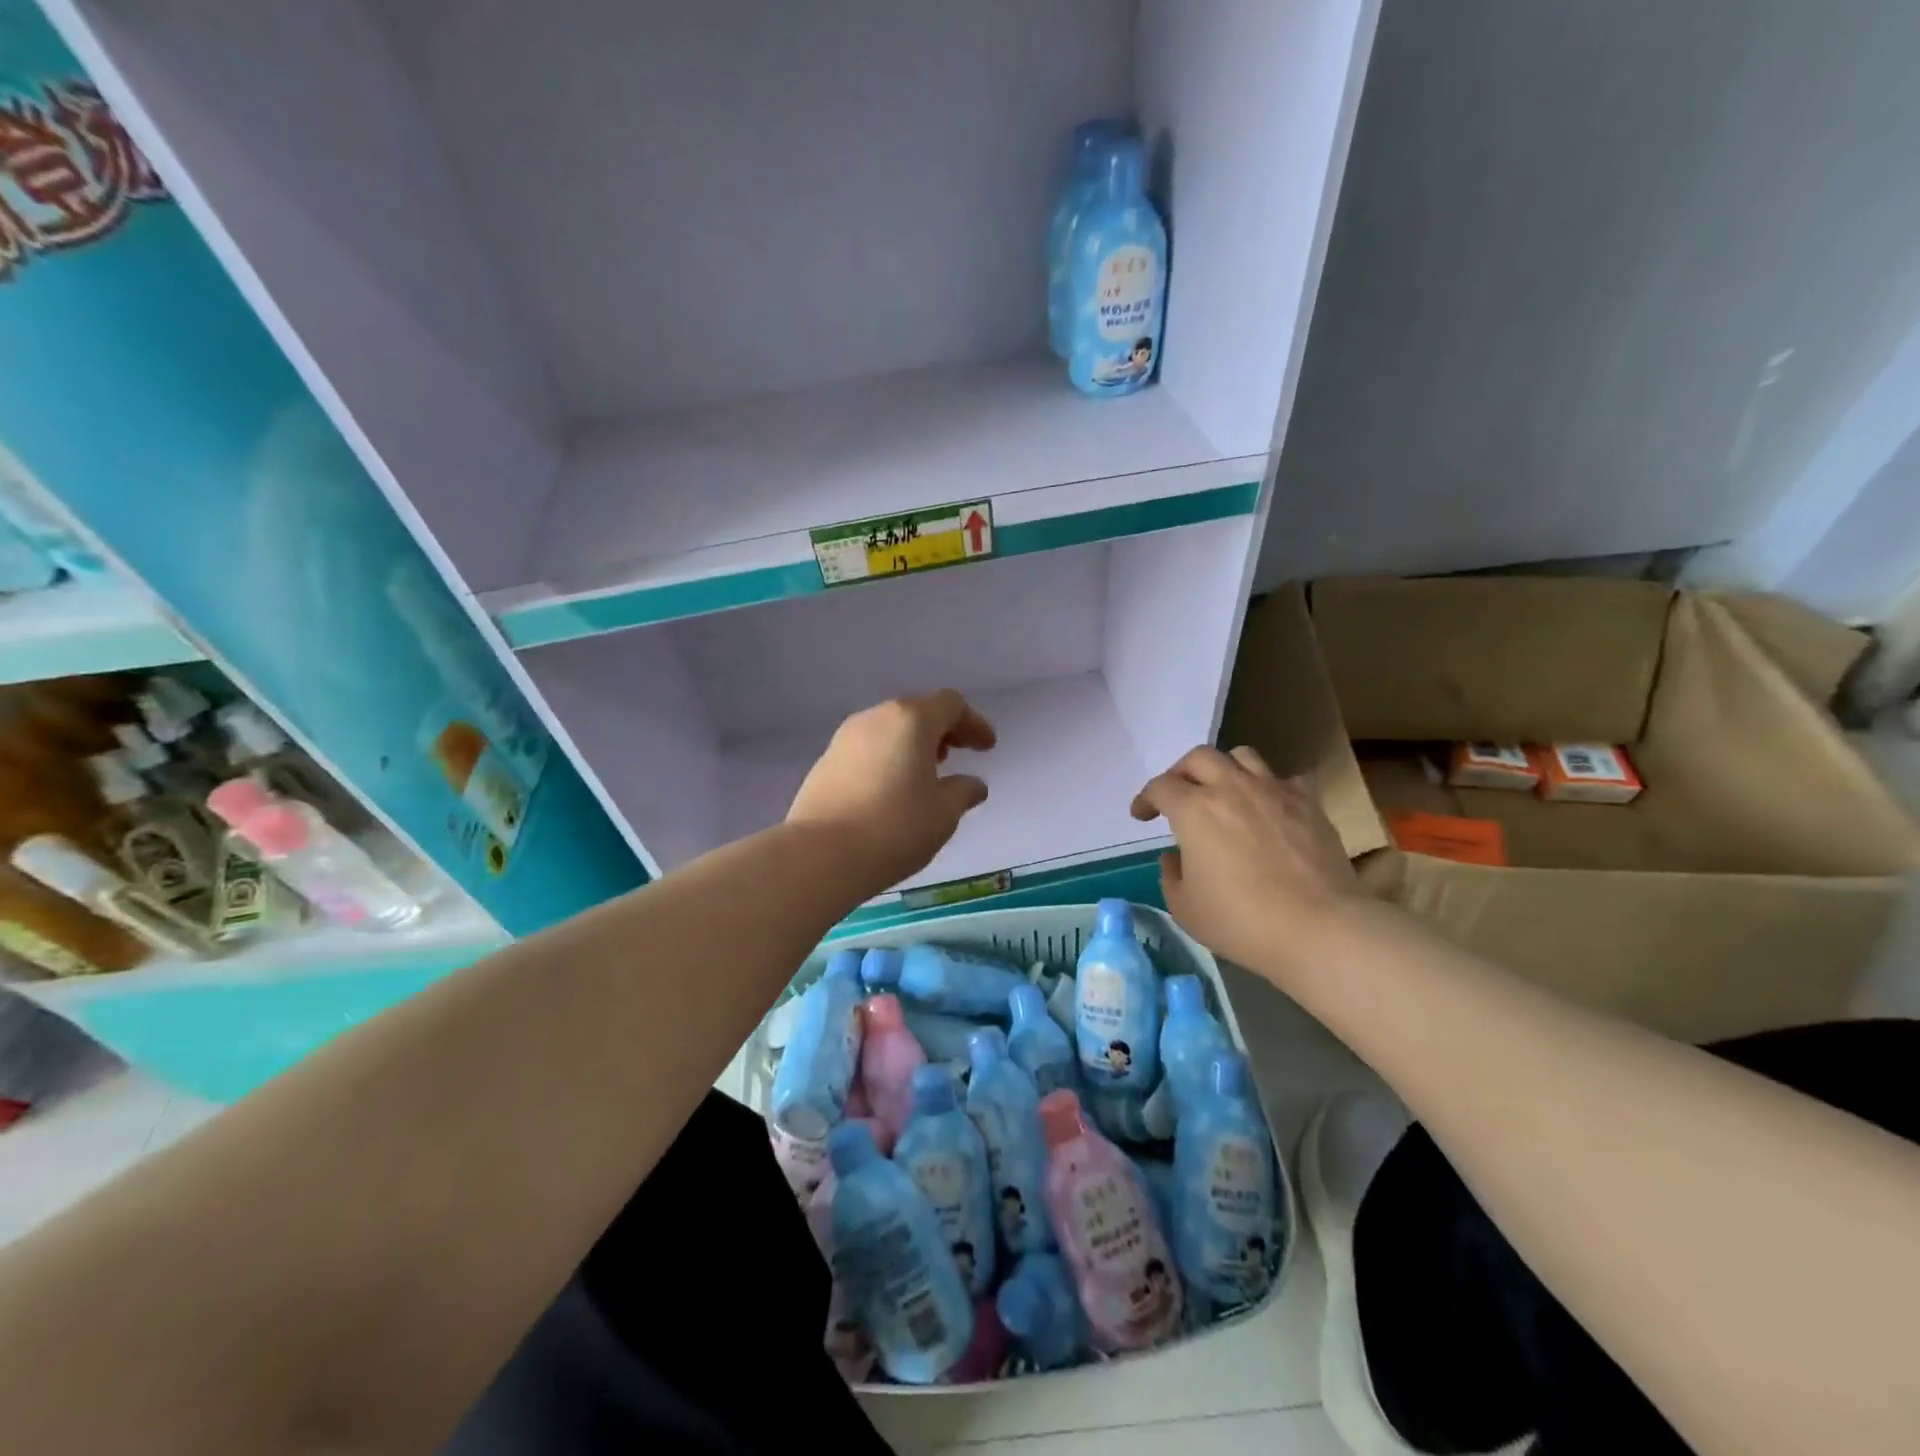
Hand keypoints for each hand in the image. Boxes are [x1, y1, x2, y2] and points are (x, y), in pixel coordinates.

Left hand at [788, 690, 996, 891]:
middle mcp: (876, 718)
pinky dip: (888, 758)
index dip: (973, 723)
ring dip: (912, 744)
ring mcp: (845, 738)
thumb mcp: (943, 814)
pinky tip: (892, 790)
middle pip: (917, 711)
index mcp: (911, 720)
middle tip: (958, 754)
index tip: (987, 748)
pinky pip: (868, 749)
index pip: (950, 704)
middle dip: (942, 730)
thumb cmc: (895, 828)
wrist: (820, 855)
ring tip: (926, 774)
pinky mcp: (825, 762)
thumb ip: (963, 792)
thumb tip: (973, 784)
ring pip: (889, 729)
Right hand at [1130, 745, 1359, 978]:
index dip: (1145, 799)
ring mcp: (1274, 791)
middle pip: (1199, 757)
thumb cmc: (1241, 920)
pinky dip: (1271, 788)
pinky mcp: (1309, 803)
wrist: (1318, 928)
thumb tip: (1177, 856)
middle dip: (1181, 772)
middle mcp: (1231, 788)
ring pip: (1243, 756)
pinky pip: (1285, 779)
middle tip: (1178, 795)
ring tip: (1224, 792)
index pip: (1160, 787)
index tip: (1141, 815)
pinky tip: (1269, 809)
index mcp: (1194, 809)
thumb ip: (1171, 875)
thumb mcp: (1185, 908)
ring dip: (1225, 769)